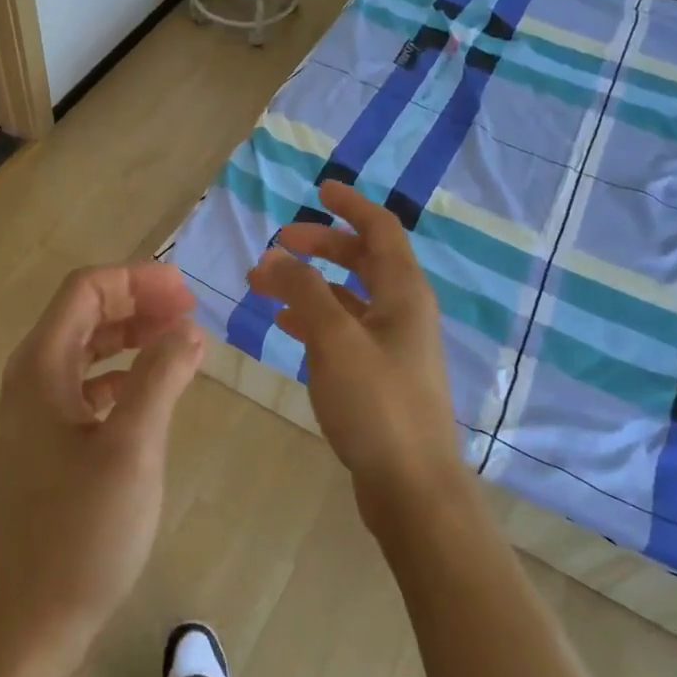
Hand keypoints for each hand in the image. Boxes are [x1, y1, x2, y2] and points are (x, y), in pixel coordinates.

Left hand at [0, 263, 205, 676]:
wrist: (25, 624)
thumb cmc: (79, 533)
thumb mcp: (131, 449)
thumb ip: (160, 378)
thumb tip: (188, 327)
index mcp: (41, 366)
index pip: (85, 290)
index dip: (137, 280)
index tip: (187, 294)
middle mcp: (30, 379)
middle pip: (84, 314)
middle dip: (137, 303)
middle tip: (191, 314)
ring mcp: (34, 415)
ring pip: (85, 351)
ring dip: (130, 338)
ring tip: (179, 342)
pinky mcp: (45, 446)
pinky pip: (85, 388)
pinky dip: (120, 376)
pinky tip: (148, 391)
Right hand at [247, 181, 462, 521]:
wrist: (412, 486)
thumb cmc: (377, 404)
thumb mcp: (334, 339)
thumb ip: (303, 291)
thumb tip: (276, 254)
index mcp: (403, 293)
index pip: (380, 230)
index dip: (351, 205)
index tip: (319, 189)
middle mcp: (403, 312)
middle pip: (362, 261)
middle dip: (321, 246)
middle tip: (278, 244)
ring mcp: (393, 346)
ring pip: (348, 298)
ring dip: (309, 285)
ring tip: (264, 287)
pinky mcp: (380, 376)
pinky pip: (344, 331)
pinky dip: (315, 320)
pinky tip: (285, 327)